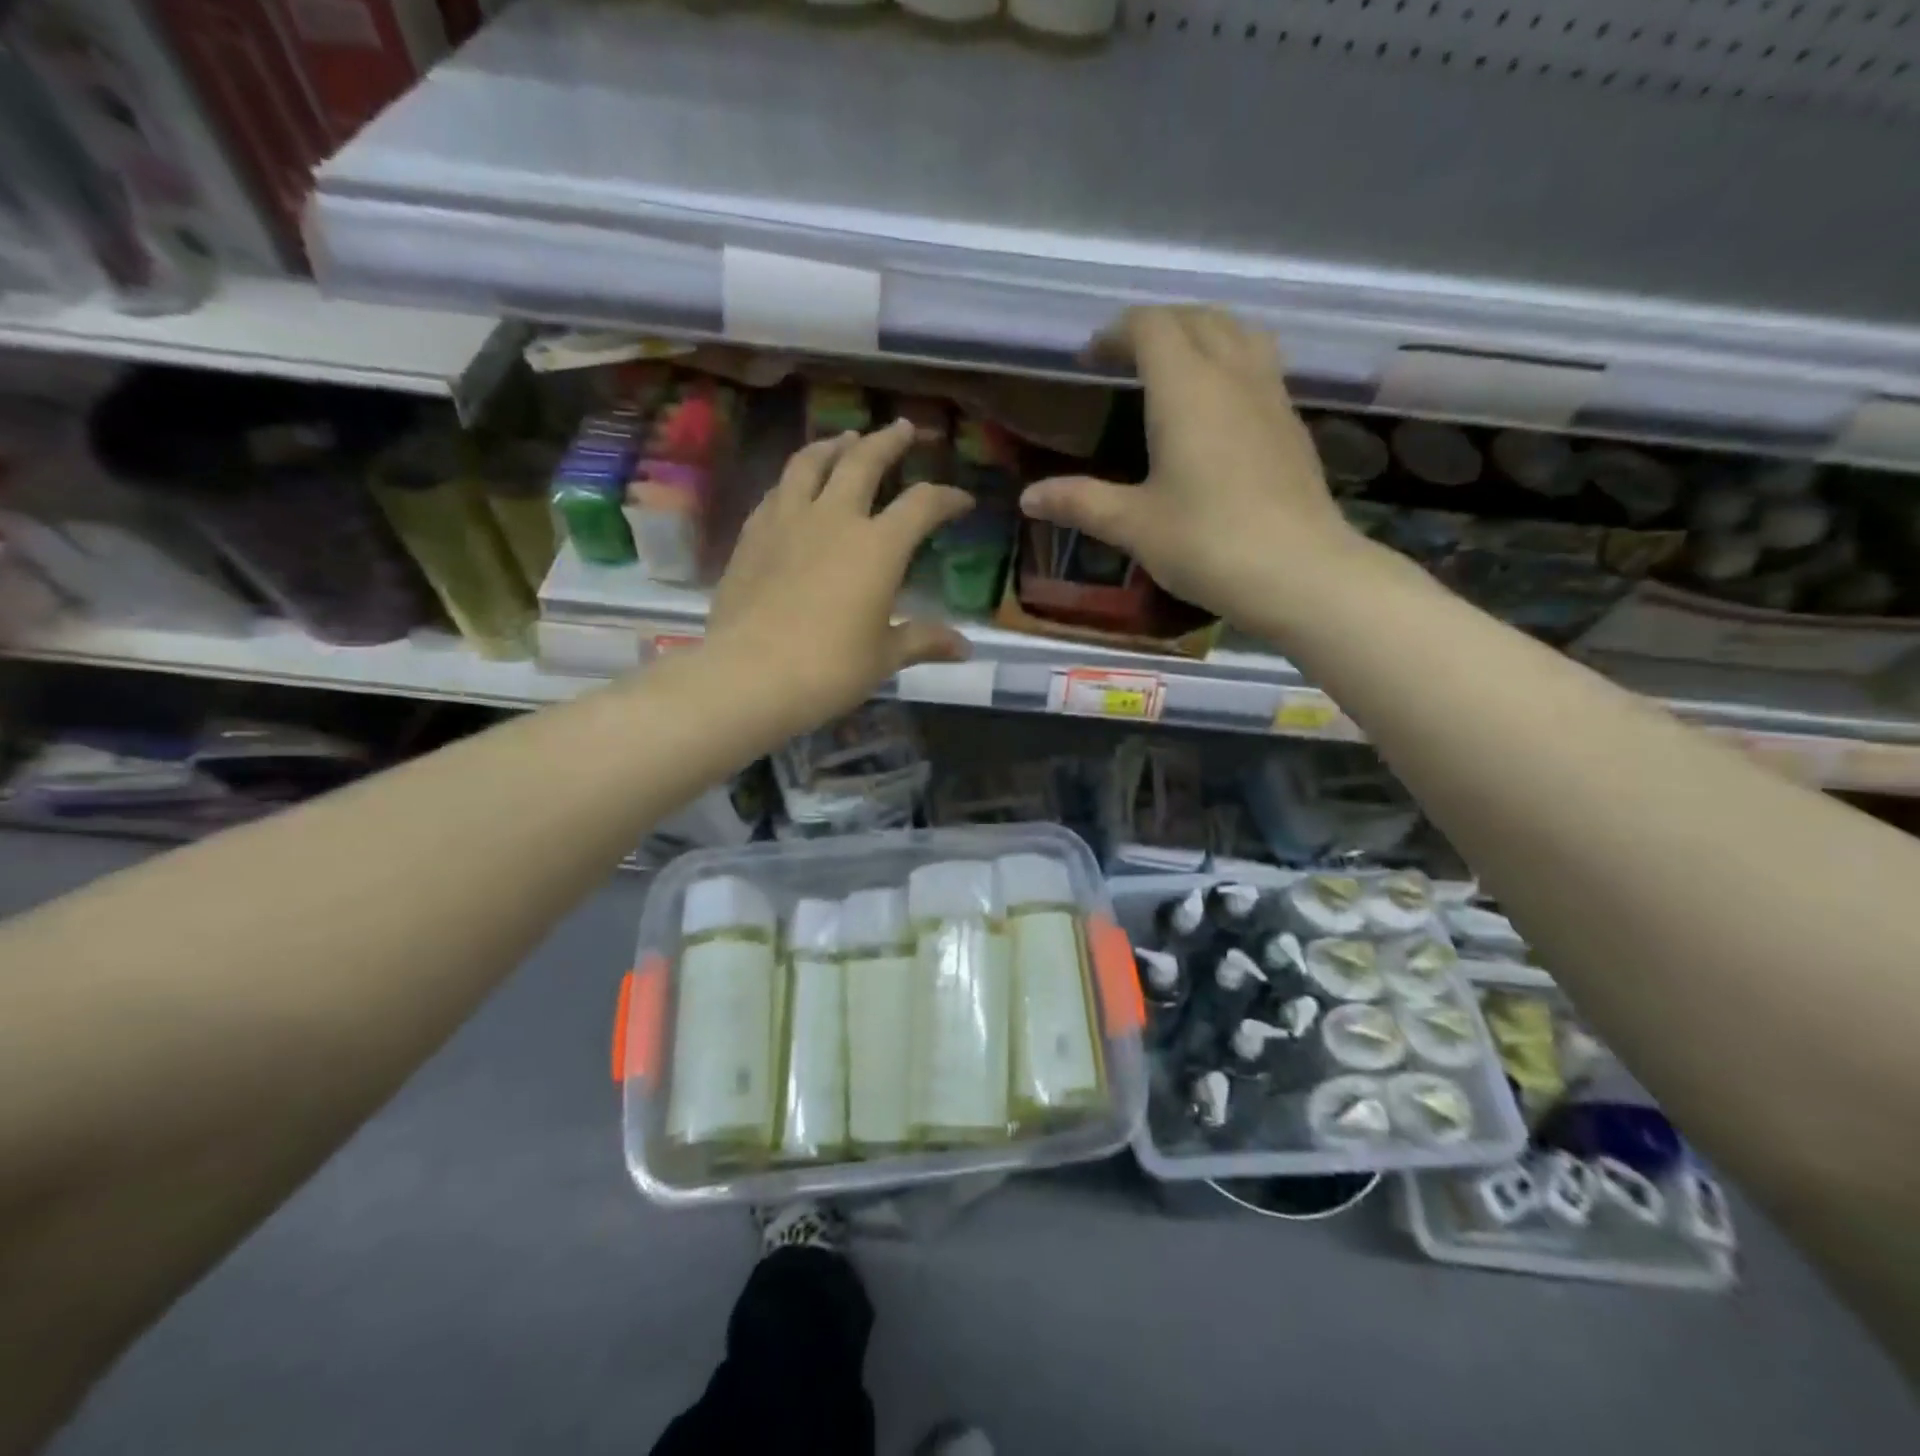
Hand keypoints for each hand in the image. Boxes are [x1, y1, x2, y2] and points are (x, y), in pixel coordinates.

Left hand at [706, 421, 974, 725]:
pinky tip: (795, 486)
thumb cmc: (829, 669)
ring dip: (833, 445)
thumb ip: (923, 641)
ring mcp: (787, 521)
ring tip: (844, 438)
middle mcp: (834, 518)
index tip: (962, 501)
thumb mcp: (884, 657)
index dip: (947, 498)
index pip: (922, 505)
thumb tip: (964, 648)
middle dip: (888, 441)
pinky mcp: (752, 535)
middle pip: (864, 461)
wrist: (750, 675)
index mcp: (878, 546)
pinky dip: (794, 479)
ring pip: (810, 463)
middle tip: (903, 428)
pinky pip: (777, 491)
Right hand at [1019, 307, 1366, 631]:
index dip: (1117, 333)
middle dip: (1158, 326)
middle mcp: (1233, 375)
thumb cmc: (1207, 543)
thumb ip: (1079, 503)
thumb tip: (1028, 497)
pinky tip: (1218, 407)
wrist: (1298, 572)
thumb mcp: (1133, 525)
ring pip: (1238, 333)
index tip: (1091, 358)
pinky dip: (1231, 362)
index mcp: (1186, 388)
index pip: (1151, 327)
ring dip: (1202, 334)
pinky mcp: (1293, 424)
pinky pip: (1260, 366)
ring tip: (1176, 367)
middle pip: (1198, 318)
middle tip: (1127, 358)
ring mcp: (1271, 395)